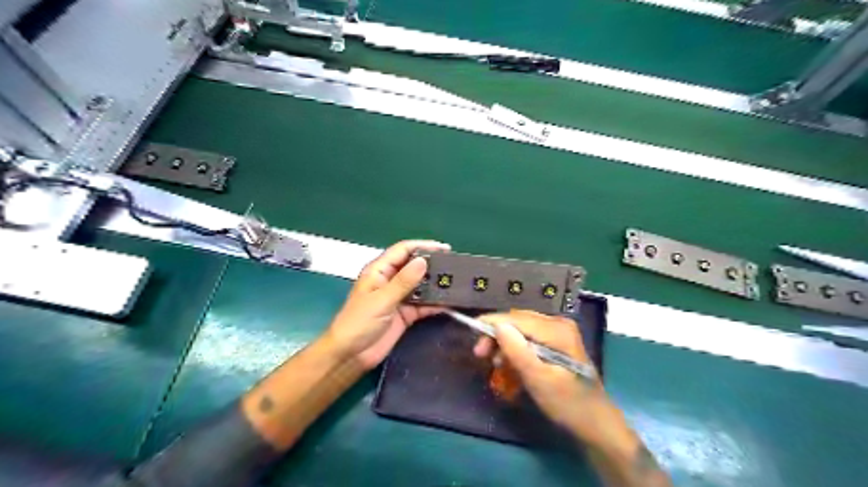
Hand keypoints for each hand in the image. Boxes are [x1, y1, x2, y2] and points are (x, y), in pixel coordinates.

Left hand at [323, 239, 447, 367]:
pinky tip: (450, 302)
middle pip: (414, 266)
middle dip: (433, 265)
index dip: (423, 246)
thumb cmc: (359, 322)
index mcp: (379, 271)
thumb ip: (404, 281)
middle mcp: (390, 281)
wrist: (351, 355)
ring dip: (436, 285)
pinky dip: (435, 303)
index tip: (445, 248)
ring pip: (421, 286)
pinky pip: (423, 304)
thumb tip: (423, 261)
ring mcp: (399, 298)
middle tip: (454, 266)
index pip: (403, 250)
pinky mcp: (405, 314)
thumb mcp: (382, 300)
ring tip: (457, 283)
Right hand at [474, 309, 607, 438]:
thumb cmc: (567, 403)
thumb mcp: (538, 379)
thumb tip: (498, 325)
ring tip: (495, 364)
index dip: (492, 324)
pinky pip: (530, 339)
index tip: (472, 334)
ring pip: (522, 330)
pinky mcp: (558, 342)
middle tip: (480, 354)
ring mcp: (559, 332)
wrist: (596, 423)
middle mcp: (558, 323)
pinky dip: (517, 350)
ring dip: (506, 344)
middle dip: (497, 335)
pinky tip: (509, 365)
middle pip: (518, 321)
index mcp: (556, 329)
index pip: (516, 318)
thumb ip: (517, 351)